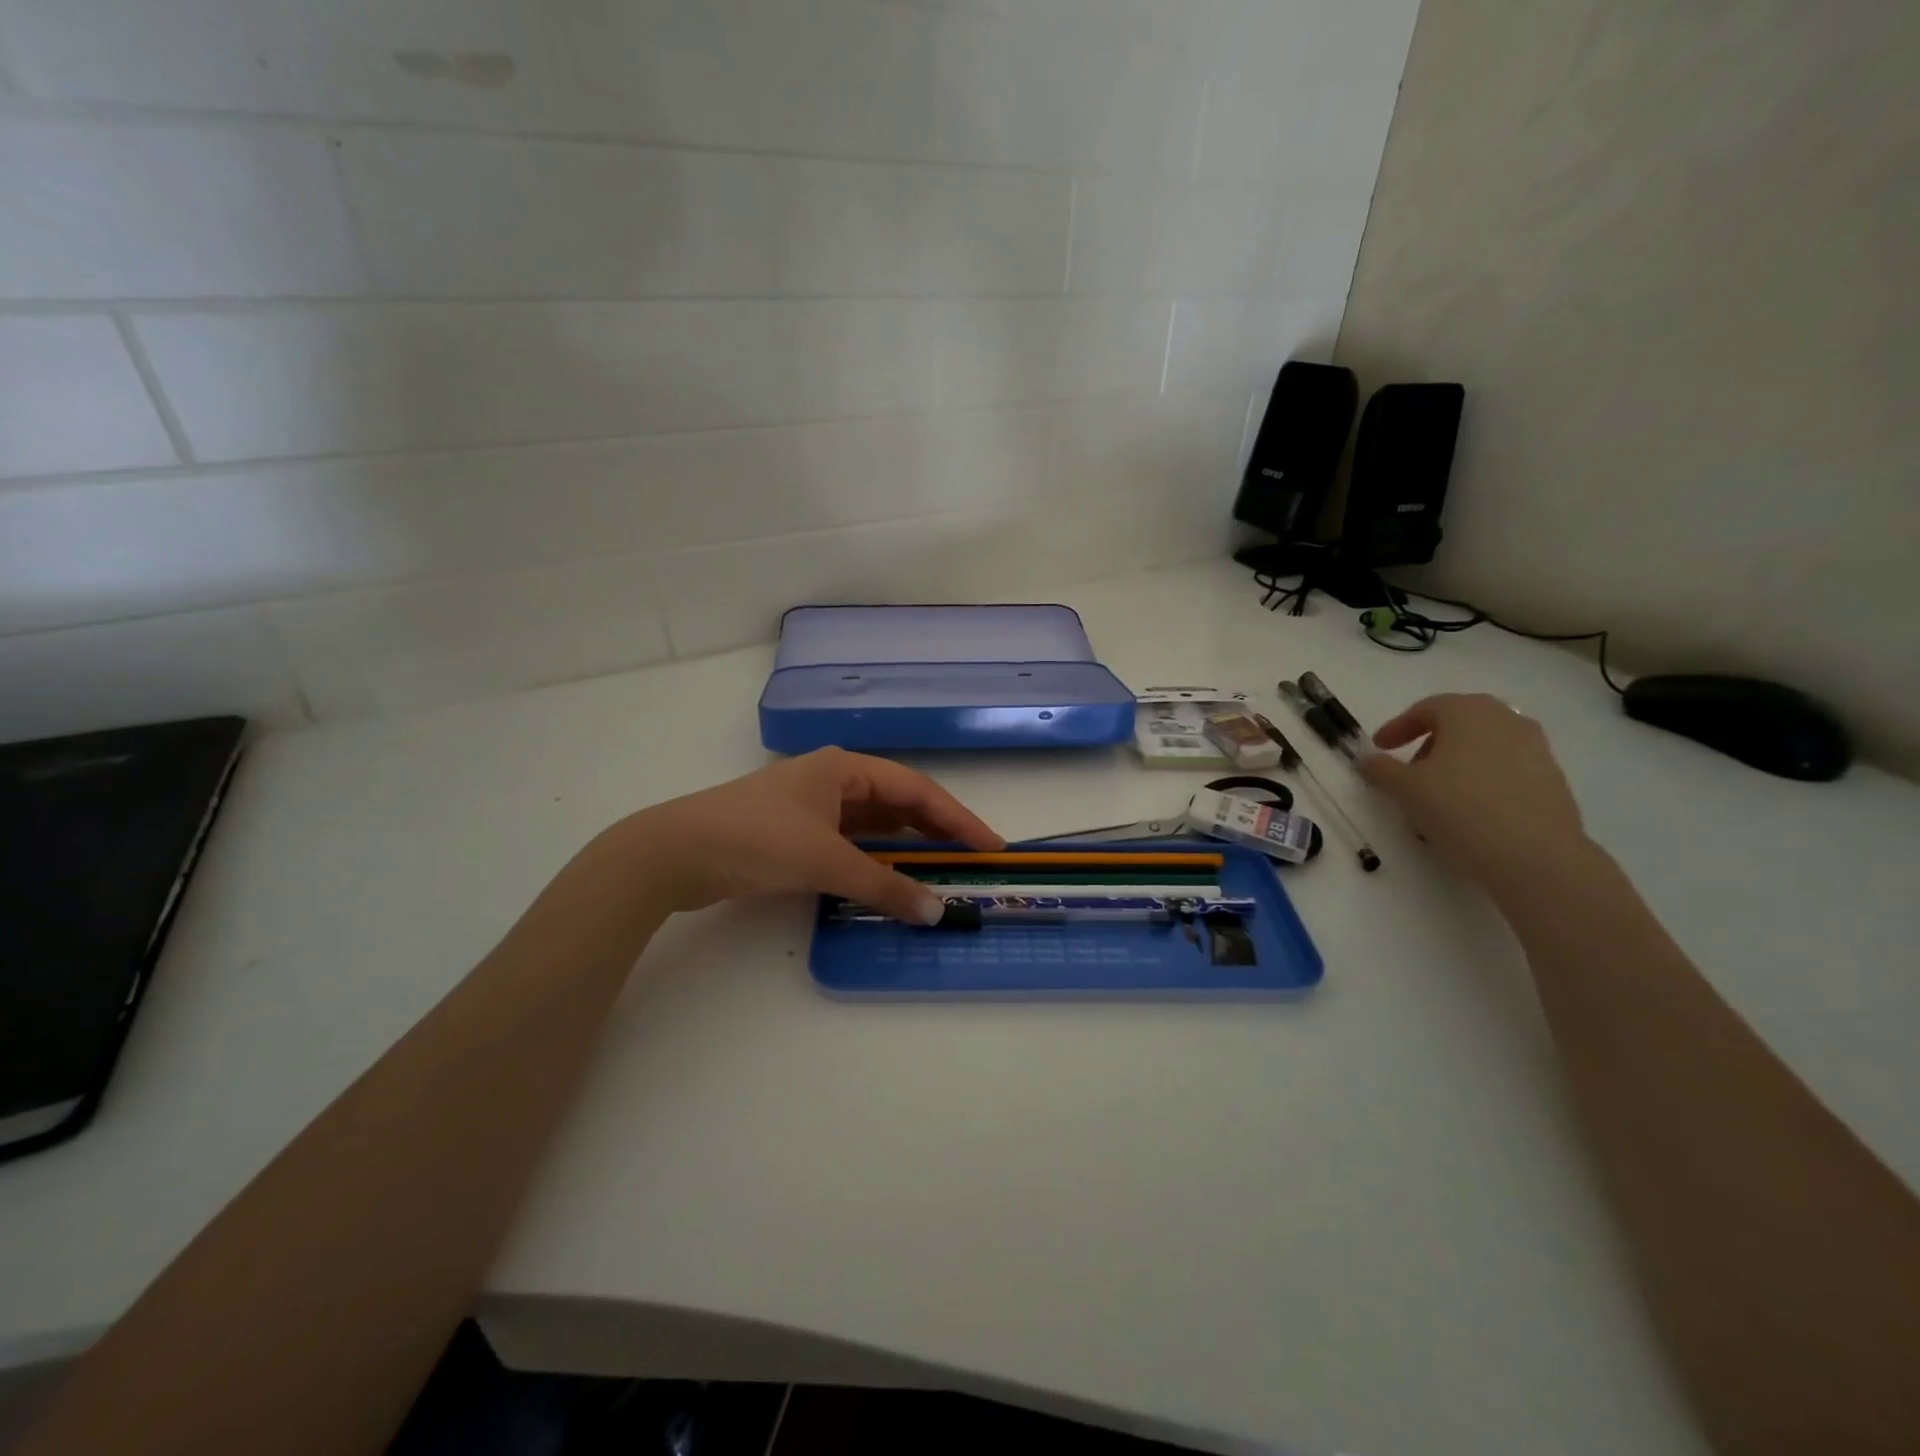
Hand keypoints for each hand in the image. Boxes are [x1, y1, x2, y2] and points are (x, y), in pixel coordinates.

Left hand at [622, 748, 1003, 922]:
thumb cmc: (757, 838)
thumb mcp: (826, 861)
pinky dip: (874, 859)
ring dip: (904, 847)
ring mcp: (812, 806)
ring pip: (874, 824)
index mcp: (846, 768)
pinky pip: (850, 842)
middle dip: (935, 832)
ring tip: (938, 872)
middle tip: (970, 862)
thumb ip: (883, 886)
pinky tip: (888, 877)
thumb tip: (936, 913)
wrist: (674, 851)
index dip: (958, 819)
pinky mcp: (794, 832)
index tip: (990, 847)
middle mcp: (834, 779)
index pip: (918, 790)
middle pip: (899, 803)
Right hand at [1357, 693, 1590, 892]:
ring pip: (1484, 746)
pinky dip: (1482, 780)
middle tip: (1410, 770)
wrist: (1535, 855)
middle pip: (1459, 723)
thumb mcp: (1404, 789)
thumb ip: (1380, 769)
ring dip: (1457, 763)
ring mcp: (1536, 748)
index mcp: (1468, 712)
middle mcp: (1506, 719)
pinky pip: (1506, 769)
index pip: (1426, 708)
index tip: (1380, 748)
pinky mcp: (1553, 778)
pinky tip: (1470, 810)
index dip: (1398, 727)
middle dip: (1429, 743)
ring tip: (1439, 794)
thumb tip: (1369, 760)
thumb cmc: (1459, 808)